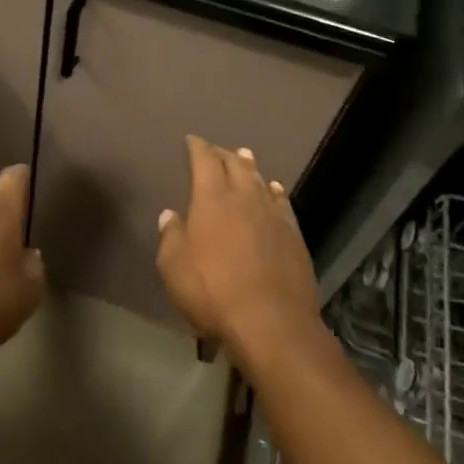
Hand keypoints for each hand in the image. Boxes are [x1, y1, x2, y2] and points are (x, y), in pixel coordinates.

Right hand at [157, 135, 319, 361]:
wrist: (271, 323)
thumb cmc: (212, 292)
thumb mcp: (174, 267)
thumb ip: (170, 236)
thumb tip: (170, 215)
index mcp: (211, 199)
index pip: (204, 161)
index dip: (197, 147)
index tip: (192, 140)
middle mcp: (244, 198)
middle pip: (235, 165)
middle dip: (223, 154)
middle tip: (216, 149)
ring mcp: (273, 215)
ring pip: (260, 180)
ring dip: (250, 167)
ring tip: (244, 156)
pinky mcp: (293, 236)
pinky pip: (282, 203)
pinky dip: (275, 191)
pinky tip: (275, 189)